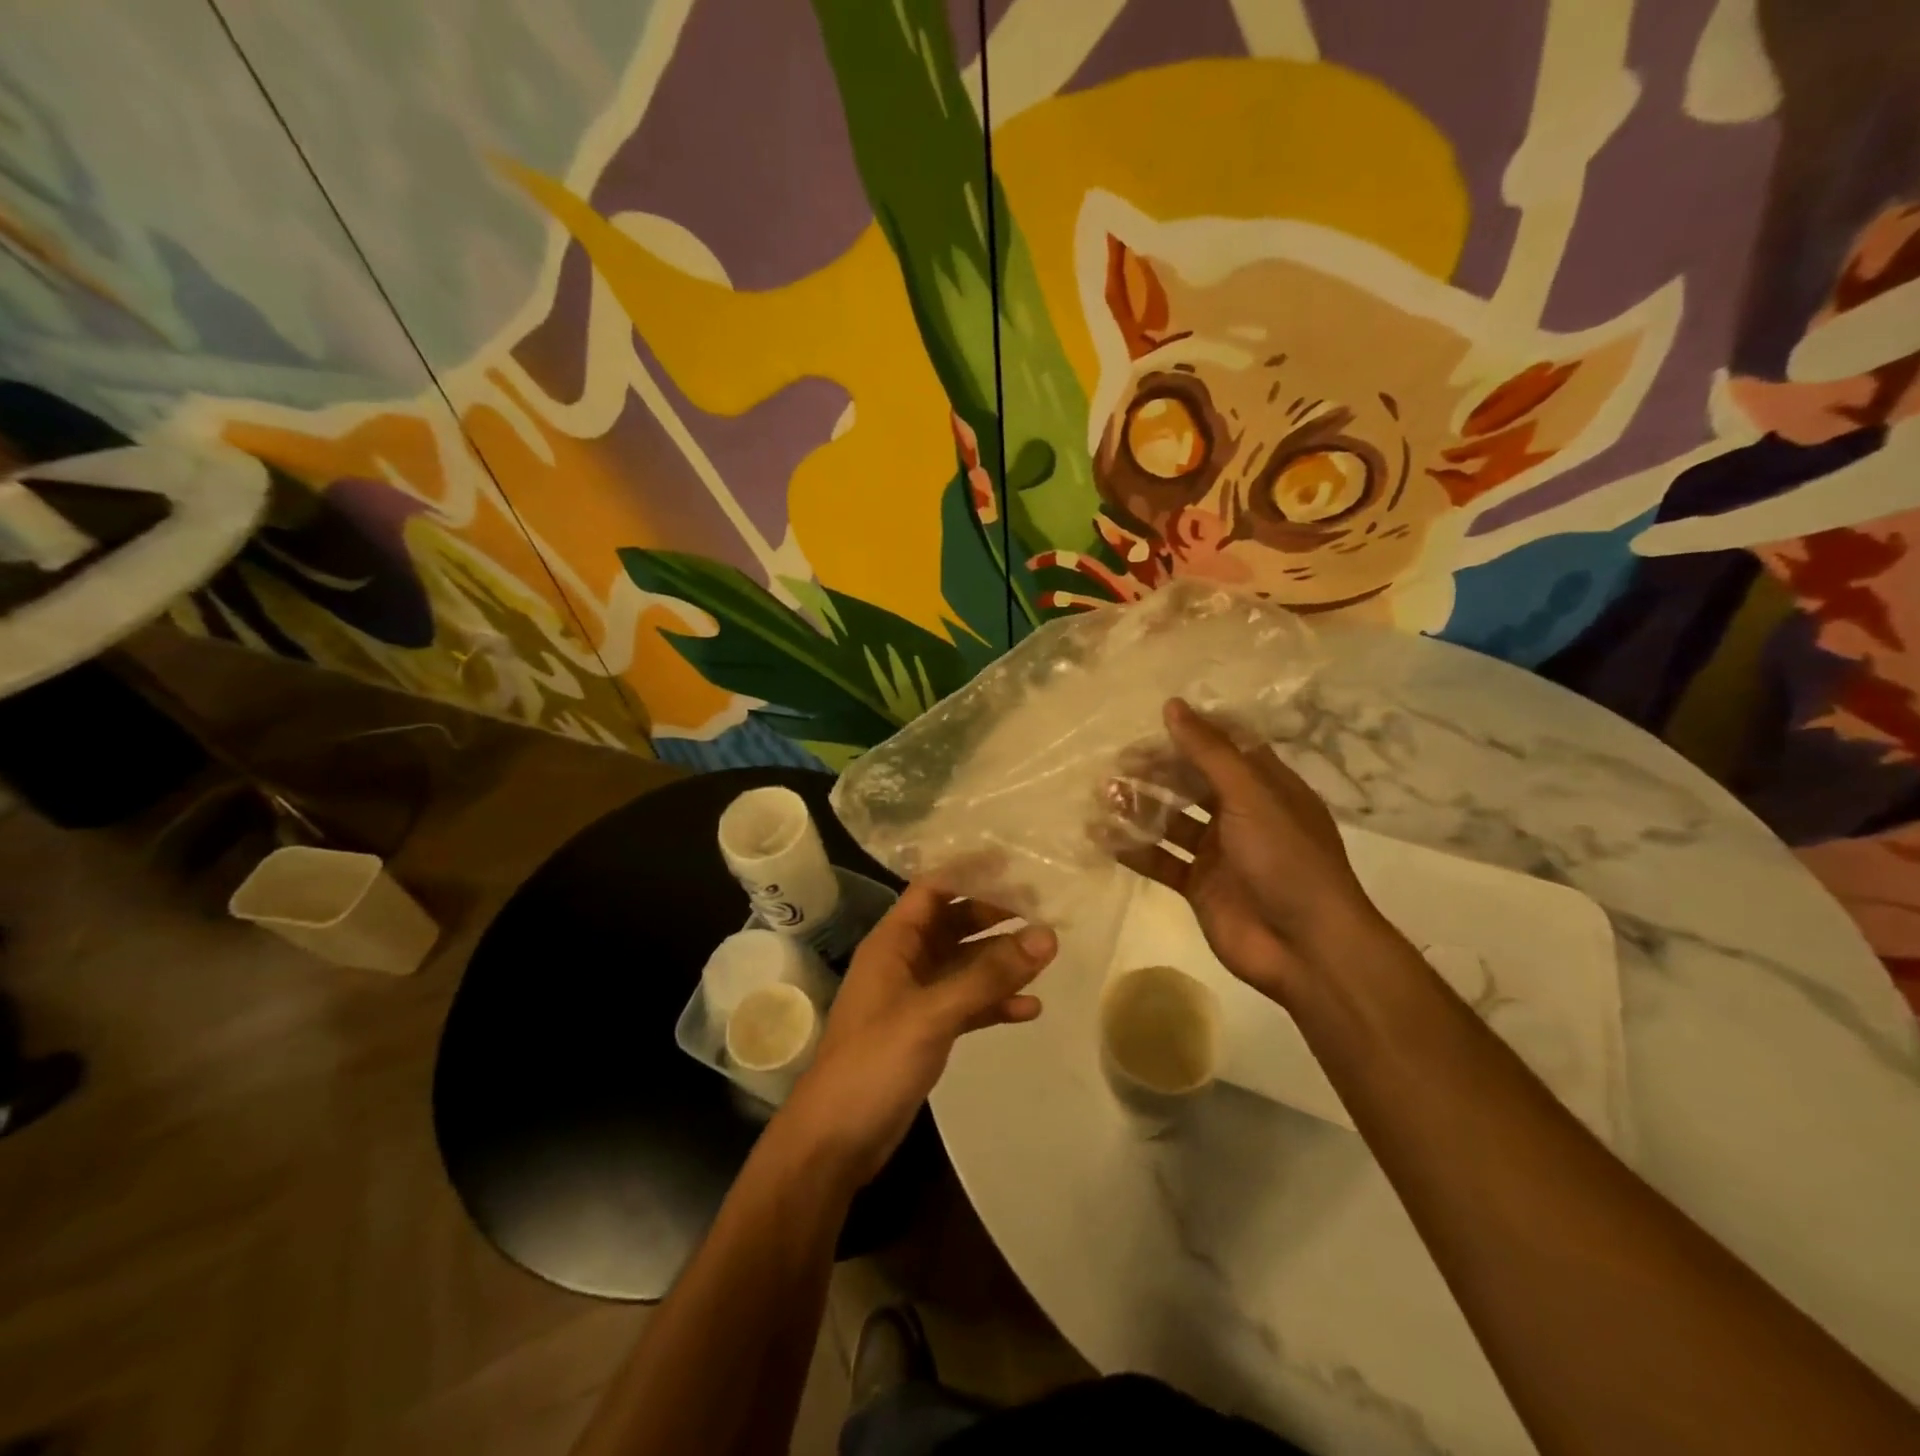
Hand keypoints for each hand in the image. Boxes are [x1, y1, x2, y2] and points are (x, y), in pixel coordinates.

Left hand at [776, 883, 1055, 1188]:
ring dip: (1000, 960)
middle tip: (1043, 906)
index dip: (969, 872)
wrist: (835, 1140)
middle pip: (953, 923)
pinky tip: (1031, 1009)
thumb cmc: (875, 1062)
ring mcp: (915, 998)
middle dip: (994, 914)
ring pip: (964, 965)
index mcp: (893, 942)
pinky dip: (995, 1003)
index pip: (933, 888)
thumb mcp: (933, 1013)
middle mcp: (904, 961)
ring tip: (1047, 954)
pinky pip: (967, 1004)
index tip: (1015, 863)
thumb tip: (1047, 936)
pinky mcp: (926, 1032)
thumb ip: (988, 976)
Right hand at [1114, 698, 1392, 1005]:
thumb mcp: (1250, 796)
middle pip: (1190, 782)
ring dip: (1139, 808)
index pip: (1223, 748)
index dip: (1189, 735)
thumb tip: (1172, 705)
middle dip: (1154, 772)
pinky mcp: (1199, 885)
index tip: (1150, 727)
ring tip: (1104, 797)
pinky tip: (1103, 838)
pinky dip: (1134, 849)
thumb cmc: (1286, 859)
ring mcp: (1219, 852)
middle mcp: (1241, 814)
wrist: (1306, 948)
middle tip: (1116, 766)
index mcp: (1264, 787)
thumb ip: (1209, 752)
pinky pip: (1161, 860)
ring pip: (1171, 820)